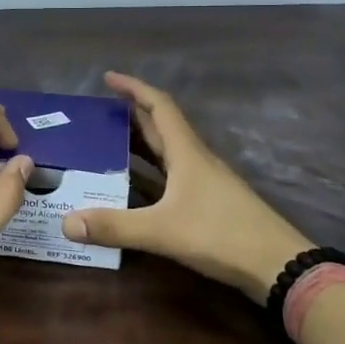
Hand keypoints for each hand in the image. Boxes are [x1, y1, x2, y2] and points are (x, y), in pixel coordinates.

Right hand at [61, 71, 314, 302]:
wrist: (278, 265)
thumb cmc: (221, 235)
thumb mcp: (162, 230)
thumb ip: (115, 226)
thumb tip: (66, 223)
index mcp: (187, 152)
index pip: (159, 106)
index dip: (134, 88)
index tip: (108, 78)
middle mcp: (196, 159)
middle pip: (162, 126)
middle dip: (131, 115)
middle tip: (98, 115)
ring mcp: (206, 181)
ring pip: (168, 151)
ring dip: (141, 142)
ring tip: (108, 144)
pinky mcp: (210, 202)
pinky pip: (173, 174)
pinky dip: (151, 171)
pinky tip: (135, 186)